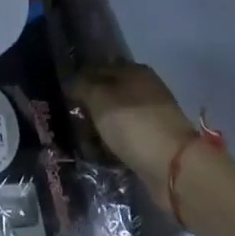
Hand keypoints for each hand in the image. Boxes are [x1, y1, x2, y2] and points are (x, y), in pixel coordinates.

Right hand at [72, 63, 196, 189]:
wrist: (173, 167)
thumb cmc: (133, 124)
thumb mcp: (100, 98)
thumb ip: (82, 85)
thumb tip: (70, 80)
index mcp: (135, 71)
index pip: (98, 68)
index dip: (79, 80)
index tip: (61, 95)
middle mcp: (144, 90)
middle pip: (107, 94)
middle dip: (88, 107)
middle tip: (67, 120)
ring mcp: (150, 117)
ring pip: (114, 118)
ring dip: (98, 128)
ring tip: (79, 140)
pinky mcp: (152, 142)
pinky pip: (123, 138)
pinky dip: (111, 144)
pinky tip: (97, 153)